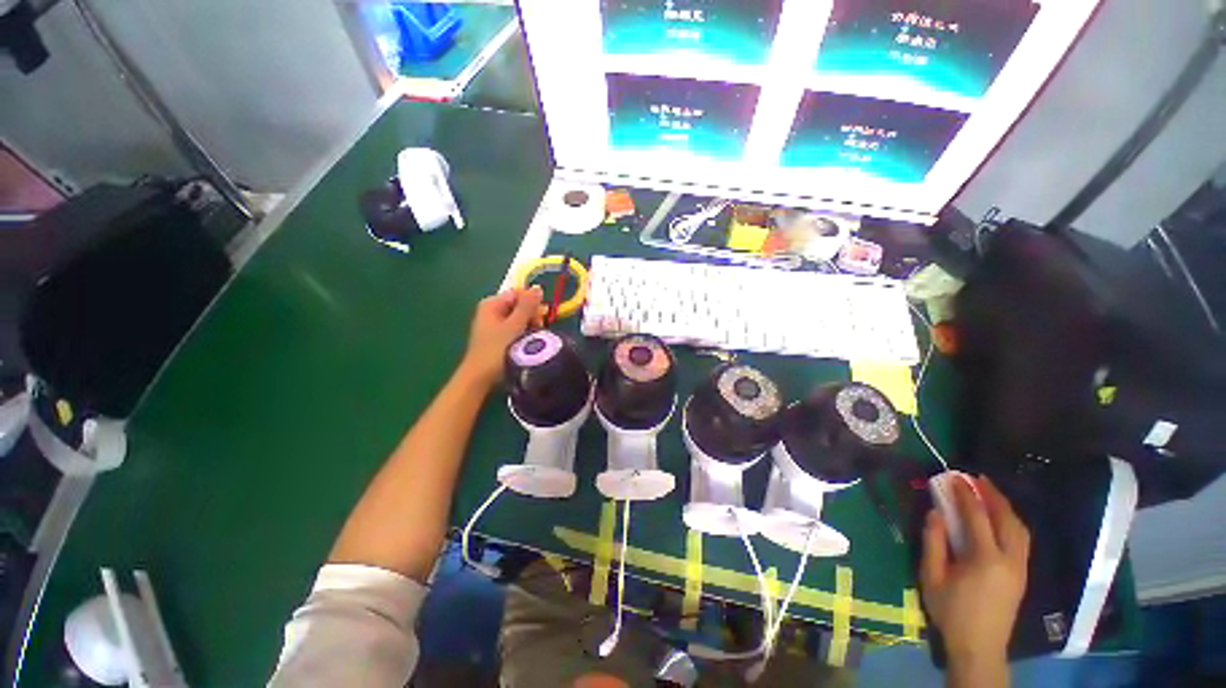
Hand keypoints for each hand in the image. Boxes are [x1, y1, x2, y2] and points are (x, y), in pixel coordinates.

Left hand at [460, 287, 542, 389]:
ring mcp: (493, 325)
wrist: (479, 377)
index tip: (542, 315)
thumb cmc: (496, 349)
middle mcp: (491, 311)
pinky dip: (523, 333)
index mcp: (491, 303)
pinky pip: (515, 329)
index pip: (518, 293)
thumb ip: (527, 306)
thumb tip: (538, 288)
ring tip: (533, 338)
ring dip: (529, 326)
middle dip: (531, 315)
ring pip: (519, 318)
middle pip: (519, 306)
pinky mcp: (497, 338)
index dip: (532, 302)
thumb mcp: (514, 325)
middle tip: (538, 328)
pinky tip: (527, 343)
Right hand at [920, 476, 1029, 674]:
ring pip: (1019, 528)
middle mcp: (1009, 560)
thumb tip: (935, 512)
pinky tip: (1000, 517)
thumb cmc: (950, 612)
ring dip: (1005, 506)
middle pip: (1007, 519)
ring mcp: (1020, 568)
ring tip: (989, 492)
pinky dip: (1011, 521)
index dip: (965, 494)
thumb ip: (933, 542)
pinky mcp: (1022, 574)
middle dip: (992, 494)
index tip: (954, 477)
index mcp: (985, 560)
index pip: (977, 517)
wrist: (979, 647)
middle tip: (976, 477)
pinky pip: (1021, 539)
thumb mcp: (932, 576)